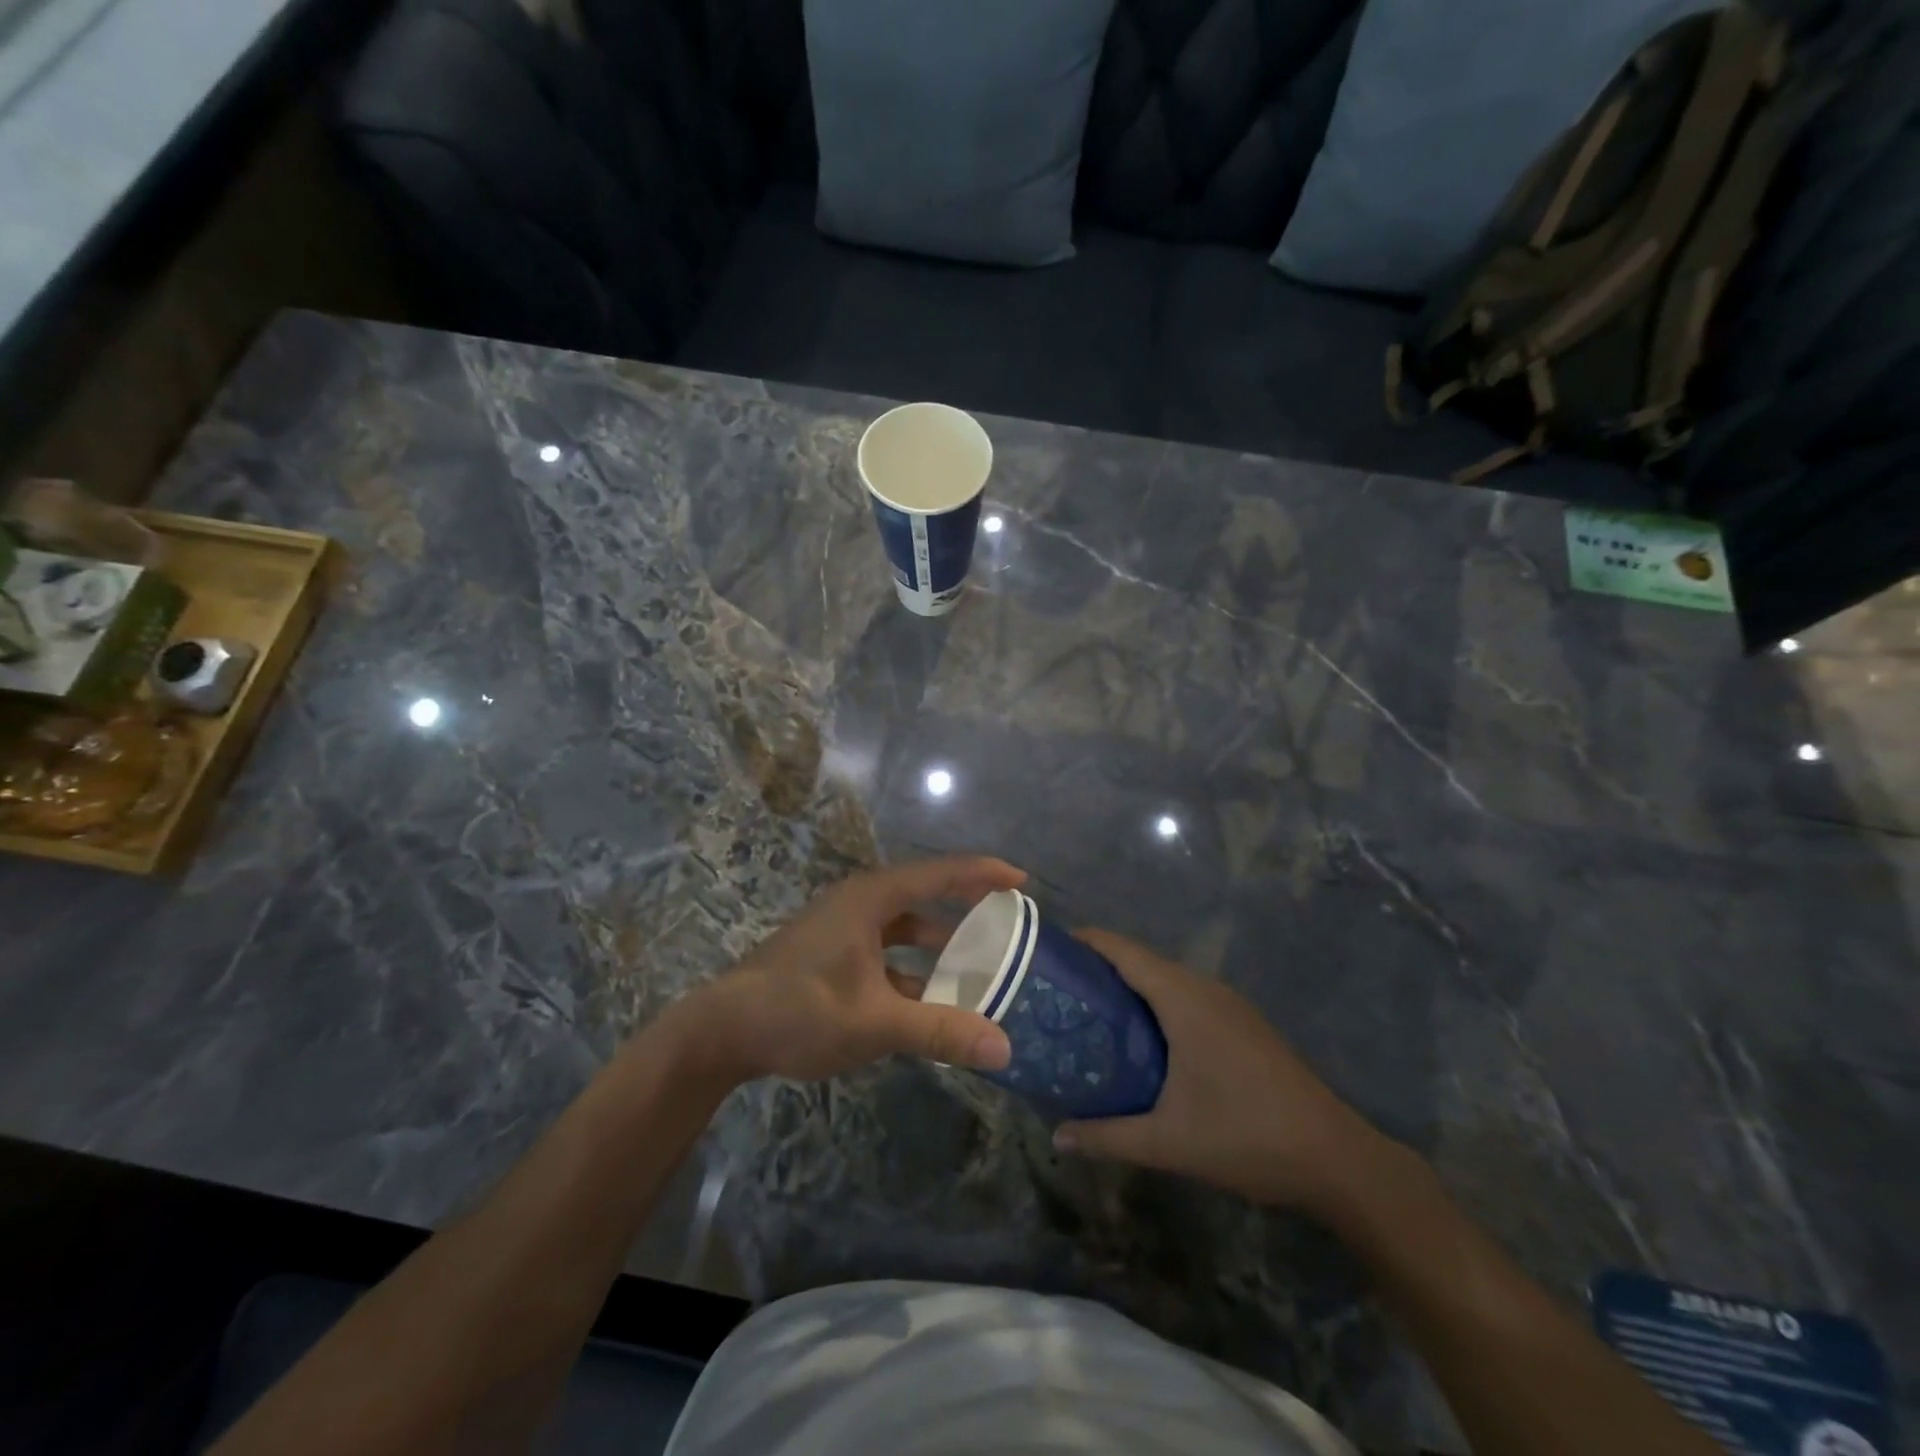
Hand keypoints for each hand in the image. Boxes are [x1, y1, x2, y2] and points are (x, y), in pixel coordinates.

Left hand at [674, 857, 1025, 1084]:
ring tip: (978, 965)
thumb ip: (939, 1032)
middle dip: (966, 905)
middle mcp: (859, 904)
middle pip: (924, 895)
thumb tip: (1004, 1047)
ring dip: (938, 944)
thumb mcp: (874, 1023)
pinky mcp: (831, 955)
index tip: (1021, 879)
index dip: (983, 873)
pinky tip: (931, 1001)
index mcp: (871, 899)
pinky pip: (886, 952)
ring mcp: (842, 929)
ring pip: (904, 928)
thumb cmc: (799, 1011)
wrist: (721, 1031)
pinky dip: (912, 969)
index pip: (939, 874)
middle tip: (1007, 920)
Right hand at [1052, 929, 1392, 1215]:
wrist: (1336, 1158)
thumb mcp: (1169, 1142)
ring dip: (1128, 987)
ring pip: (1166, 980)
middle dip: (1099, 968)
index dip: (1085, 942)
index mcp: (1184, 999)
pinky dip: (1155, 1003)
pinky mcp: (1242, 1024)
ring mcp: (1229, 1005)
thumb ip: (1108, 1136)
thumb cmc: (1246, 1136)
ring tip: (1089, 1013)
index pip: (1123, 951)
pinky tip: (1141, 1039)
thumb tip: (1057, 1137)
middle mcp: (1205, 989)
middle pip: (1142, 961)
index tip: (1047, 950)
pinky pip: (1186, 997)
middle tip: (1057, 991)